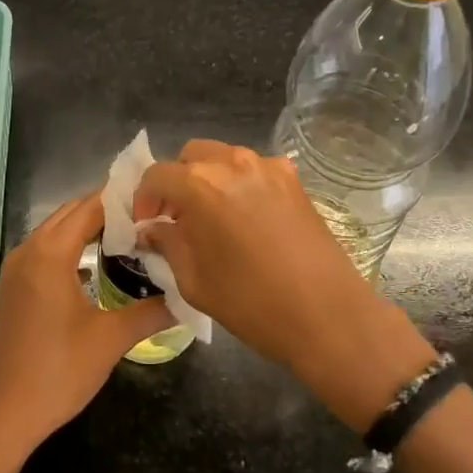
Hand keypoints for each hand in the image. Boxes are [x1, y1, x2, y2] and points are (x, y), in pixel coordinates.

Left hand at [0, 192, 167, 462]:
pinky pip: (43, 252)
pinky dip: (70, 248)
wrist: (1, 416)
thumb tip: (186, 296)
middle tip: (147, 219)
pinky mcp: (10, 289)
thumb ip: (151, 311)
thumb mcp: (110, 340)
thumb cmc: (57, 373)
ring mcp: (14, 270)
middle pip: (70, 214)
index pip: (89, 208)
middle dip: (106, 211)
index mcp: (49, 254)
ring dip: (87, 229)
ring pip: (55, 232)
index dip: (122, 202)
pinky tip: (94, 267)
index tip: (156, 202)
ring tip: (128, 238)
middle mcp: (27, 252)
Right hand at [135, 140, 433, 428]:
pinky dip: (238, 183)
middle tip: (174, 217)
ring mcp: (268, 167)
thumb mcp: (194, 280)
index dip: (144, 198)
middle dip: (175, 182)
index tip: (146, 224)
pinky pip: (253, 169)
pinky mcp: (294, 180)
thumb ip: (167, 244)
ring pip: (223, 157)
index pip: (156, 175)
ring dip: (206, 179)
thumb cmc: (251, 303)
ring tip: (209, 217)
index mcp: (201, 185)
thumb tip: (151, 229)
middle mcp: (233, 163)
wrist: (328, 316)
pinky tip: (243, 218)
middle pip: (190, 156)